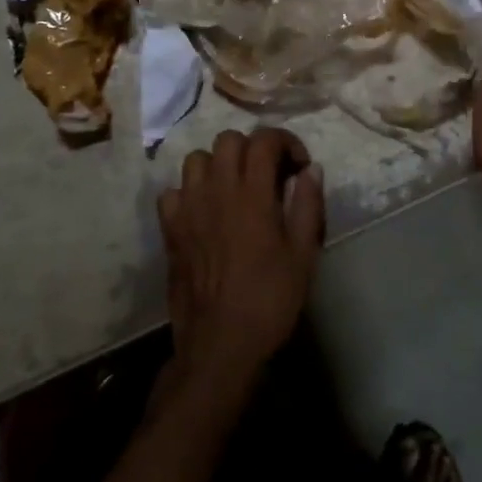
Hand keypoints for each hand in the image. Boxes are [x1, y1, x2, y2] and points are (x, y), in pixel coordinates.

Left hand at [156, 128, 324, 411]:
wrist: (221, 342)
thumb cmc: (270, 300)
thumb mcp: (303, 255)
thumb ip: (308, 206)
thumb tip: (312, 170)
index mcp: (252, 195)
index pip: (264, 140)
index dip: (285, 142)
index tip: (299, 165)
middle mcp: (216, 191)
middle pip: (228, 139)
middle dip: (252, 148)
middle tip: (269, 174)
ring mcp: (188, 209)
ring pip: (196, 159)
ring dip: (218, 164)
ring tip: (235, 188)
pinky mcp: (170, 229)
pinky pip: (172, 192)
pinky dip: (189, 192)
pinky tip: (205, 211)